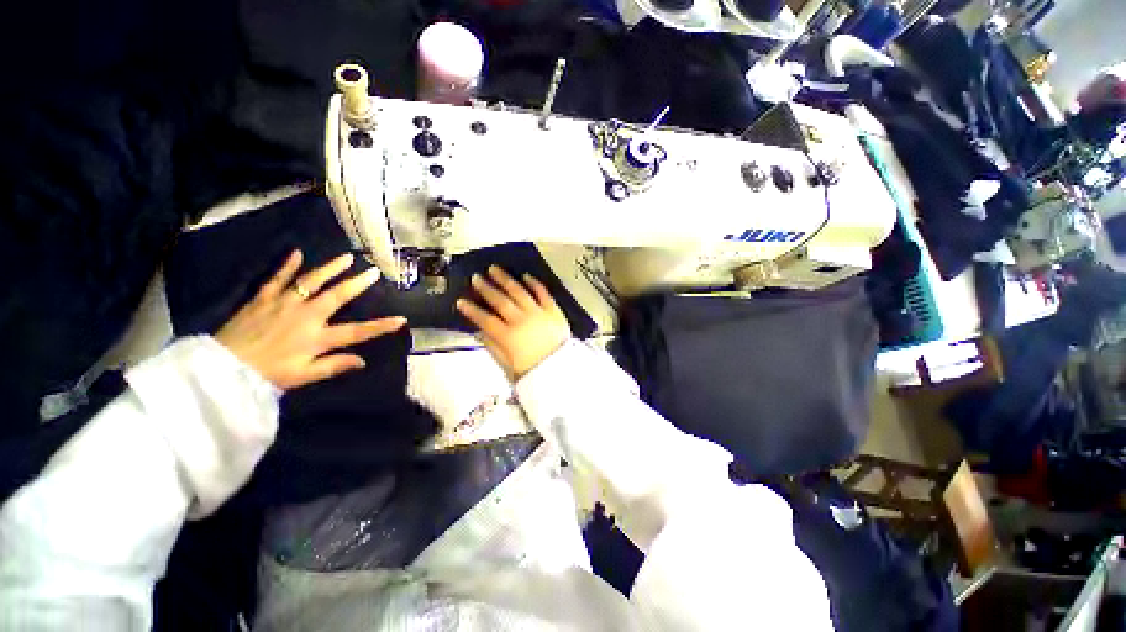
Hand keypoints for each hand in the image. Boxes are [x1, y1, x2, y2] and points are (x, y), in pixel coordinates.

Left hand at [216, 250, 406, 390]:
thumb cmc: (266, 374)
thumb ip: (334, 366)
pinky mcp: (263, 298)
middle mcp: (305, 315)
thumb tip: (363, 361)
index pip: (357, 331)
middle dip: (358, 284)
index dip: (381, 326)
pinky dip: (287, 265)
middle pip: (337, 296)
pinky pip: (277, 278)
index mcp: (317, 337)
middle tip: (373, 271)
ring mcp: (284, 303)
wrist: (221, 368)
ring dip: (330, 268)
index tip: (402, 319)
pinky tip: (296, 253)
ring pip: (311, 281)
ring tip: (347, 257)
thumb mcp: (303, 376)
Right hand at [456, 266, 571, 378]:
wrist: (563, 371)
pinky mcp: (553, 310)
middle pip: (501, 301)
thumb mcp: (508, 366)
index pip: (485, 320)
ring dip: (505, 280)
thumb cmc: (534, 371)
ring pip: (519, 292)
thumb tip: (480, 332)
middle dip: (486, 289)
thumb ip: (493, 347)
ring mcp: (538, 313)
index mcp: (508, 337)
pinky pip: (543, 293)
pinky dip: (534, 284)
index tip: (461, 302)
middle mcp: (521, 321)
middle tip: (476, 278)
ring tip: (495, 269)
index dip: (472, 310)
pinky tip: (525, 276)